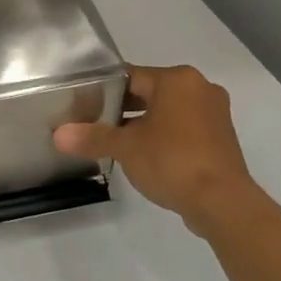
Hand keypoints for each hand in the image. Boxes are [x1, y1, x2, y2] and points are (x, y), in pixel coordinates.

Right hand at [54, 65, 255, 235]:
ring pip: (168, 112)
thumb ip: (92, 137)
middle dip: (123, 109)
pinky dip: (165, 138)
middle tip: (96, 125)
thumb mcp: (125, 148)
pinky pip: (184, 129)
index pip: (130, 76)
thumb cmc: (172, 161)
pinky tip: (147, 157)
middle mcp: (200, 89)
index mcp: (177, 80)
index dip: (103, 91)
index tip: (84, 106)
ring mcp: (215, 114)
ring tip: (117, 143)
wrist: (223, 203)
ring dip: (144, 124)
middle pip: (150, 92)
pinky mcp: (222, 139)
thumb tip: (58, 135)